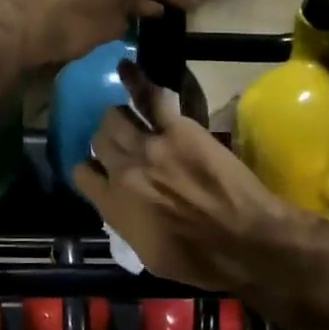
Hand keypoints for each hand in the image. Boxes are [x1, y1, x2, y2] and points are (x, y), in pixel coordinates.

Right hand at [72, 78, 291, 292]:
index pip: (83, 175)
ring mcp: (149, 146)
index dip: (92, 170)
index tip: (101, 170)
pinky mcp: (178, 129)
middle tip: (123, 143)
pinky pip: (149, 98)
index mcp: (113, 206)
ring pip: (115, 117)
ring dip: (120, 118)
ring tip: (130, 118)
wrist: (245, 240)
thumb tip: (122, 207)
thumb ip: (127, 224)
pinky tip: (126, 68)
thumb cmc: (201, 261)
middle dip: (107, 140)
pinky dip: (136, 81)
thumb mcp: (150, 256)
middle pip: (99, 140)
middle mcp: (123, 172)